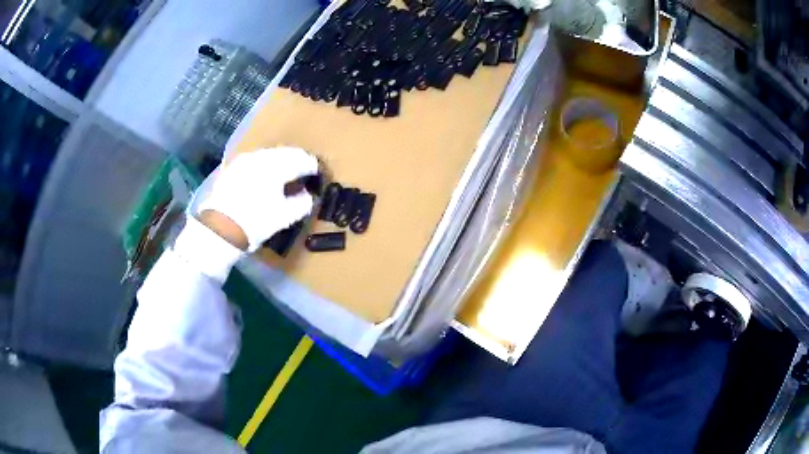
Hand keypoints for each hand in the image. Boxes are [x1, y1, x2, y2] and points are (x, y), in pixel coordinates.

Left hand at [199, 147, 318, 251]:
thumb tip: (308, 195)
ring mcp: (245, 161)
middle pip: (285, 153)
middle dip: (296, 160)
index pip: (302, 160)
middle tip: (303, 171)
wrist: (219, 230)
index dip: (312, 166)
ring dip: (279, 161)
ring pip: (268, 155)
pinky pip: (254, 161)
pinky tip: (264, 176)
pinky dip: (263, 166)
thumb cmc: (255, 223)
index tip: (318, 173)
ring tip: (284, 173)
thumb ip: (302, 203)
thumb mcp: (284, 217)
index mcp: (277, 166)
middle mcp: (261, 157)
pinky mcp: (232, 168)